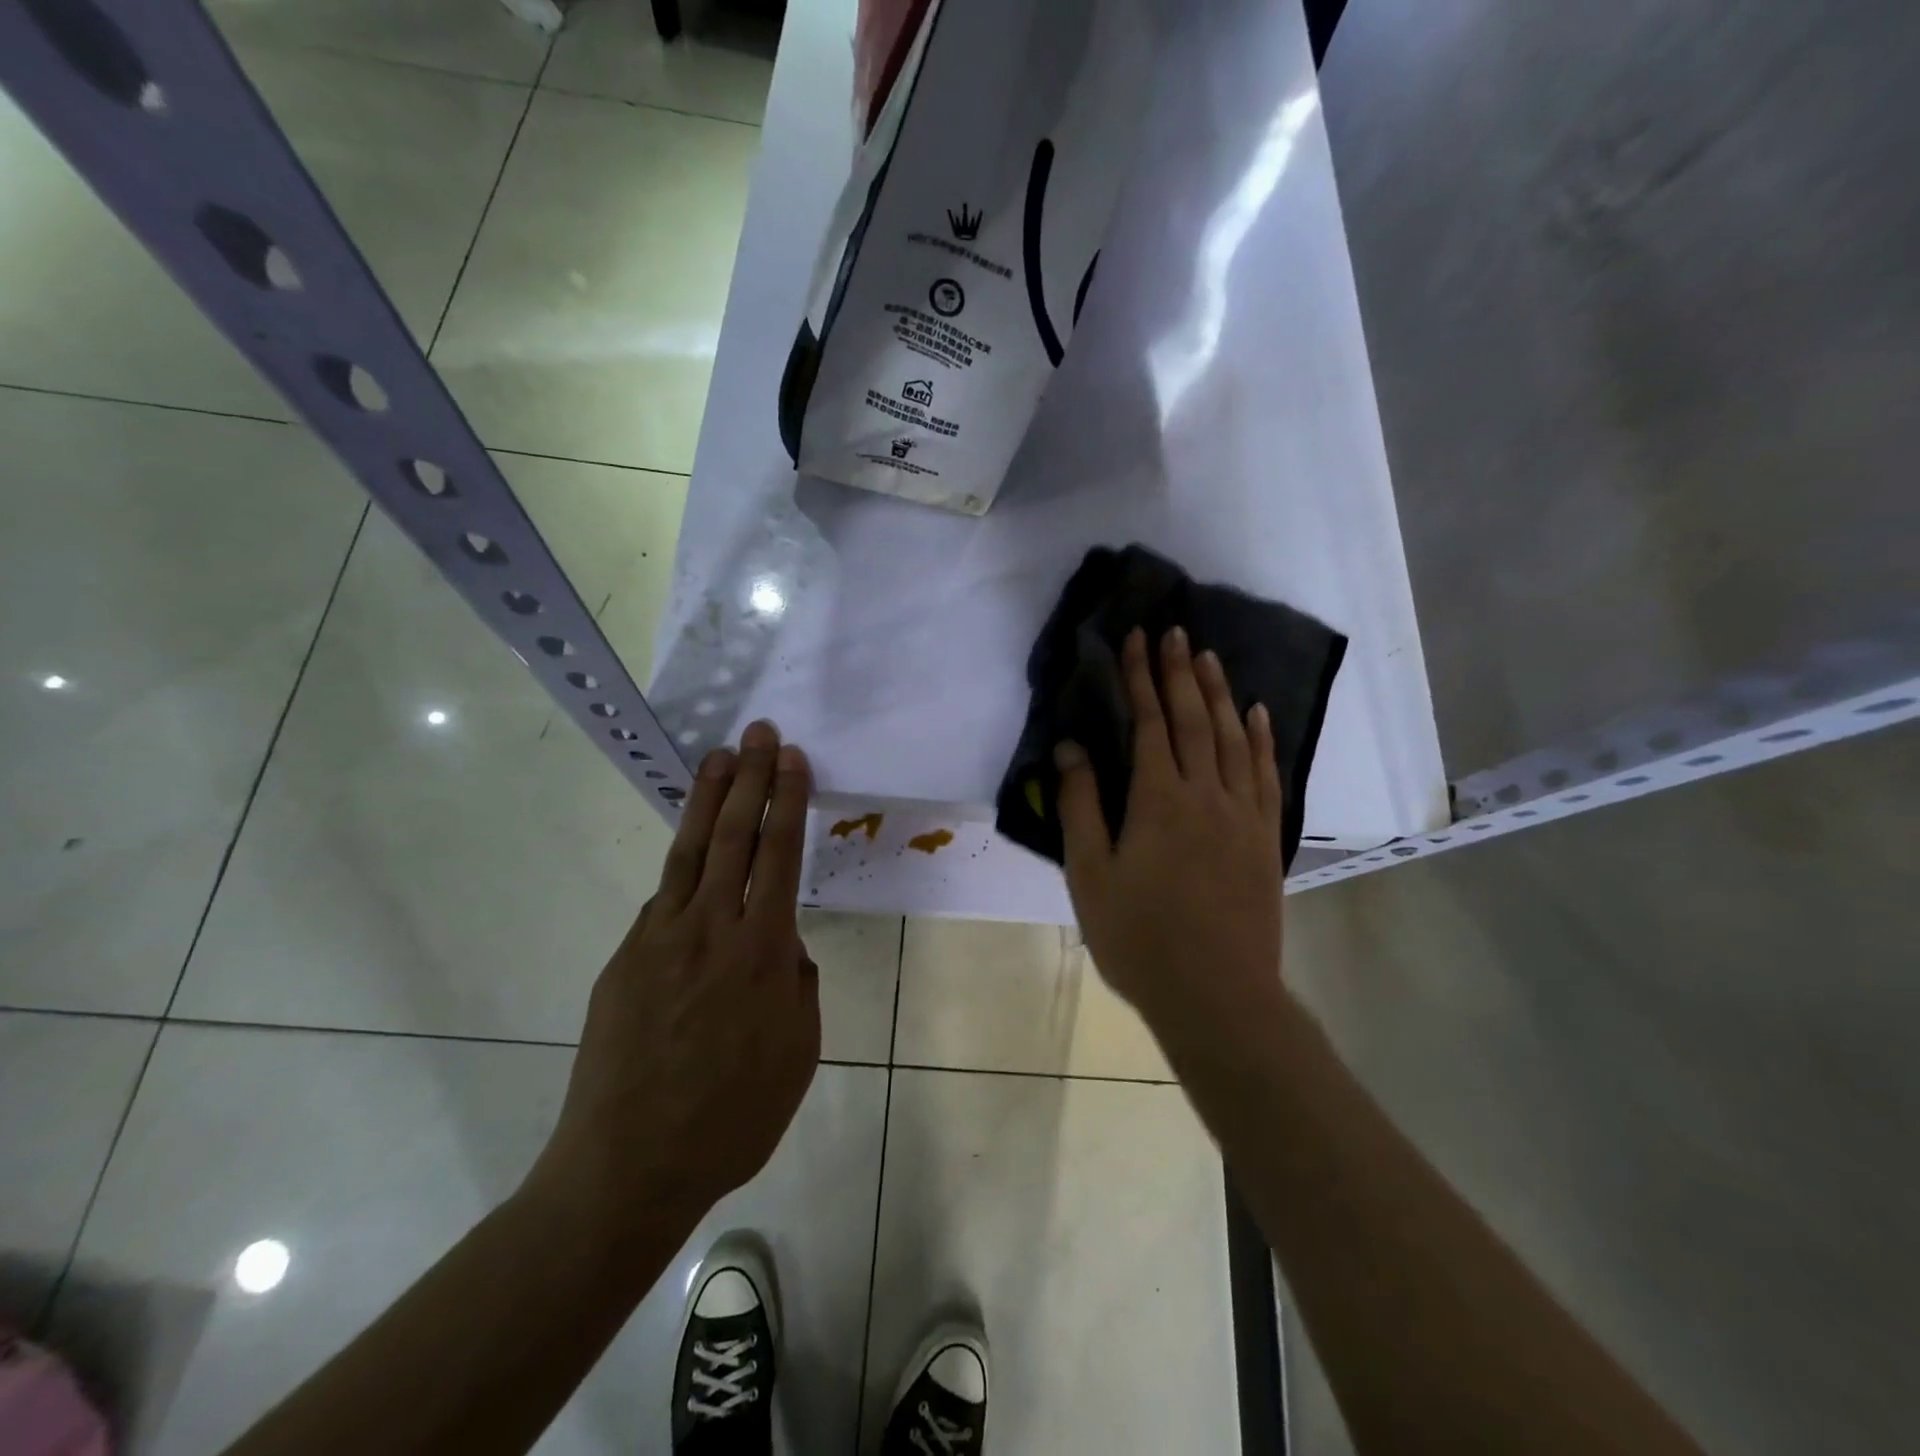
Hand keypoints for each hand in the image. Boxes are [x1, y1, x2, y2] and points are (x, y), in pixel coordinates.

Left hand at [529, 721, 820, 1244]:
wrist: (630, 1166)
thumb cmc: (733, 1118)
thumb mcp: (798, 1052)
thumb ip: (795, 985)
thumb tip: (780, 946)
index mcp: (763, 951)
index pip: (779, 854)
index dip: (787, 799)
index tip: (792, 758)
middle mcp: (711, 928)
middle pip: (735, 834)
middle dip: (750, 776)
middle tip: (758, 732)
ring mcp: (660, 938)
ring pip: (690, 851)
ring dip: (708, 798)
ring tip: (718, 756)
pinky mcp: (625, 958)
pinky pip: (662, 899)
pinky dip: (681, 865)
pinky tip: (692, 854)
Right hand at [1055, 627, 1286, 1055]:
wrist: (1216, 994)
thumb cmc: (1140, 937)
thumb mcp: (1090, 875)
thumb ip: (1080, 806)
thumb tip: (1070, 747)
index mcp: (1158, 800)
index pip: (1149, 723)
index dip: (1140, 678)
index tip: (1135, 640)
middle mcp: (1205, 794)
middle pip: (1192, 719)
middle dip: (1178, 671)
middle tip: (1173, 630)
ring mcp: (1242, 814)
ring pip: (1231, 738)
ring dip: (1218, 693)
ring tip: (1208, 657)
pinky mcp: (1264, 837)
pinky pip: (1265, 774)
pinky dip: (1259, 739)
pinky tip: (1256, 714)